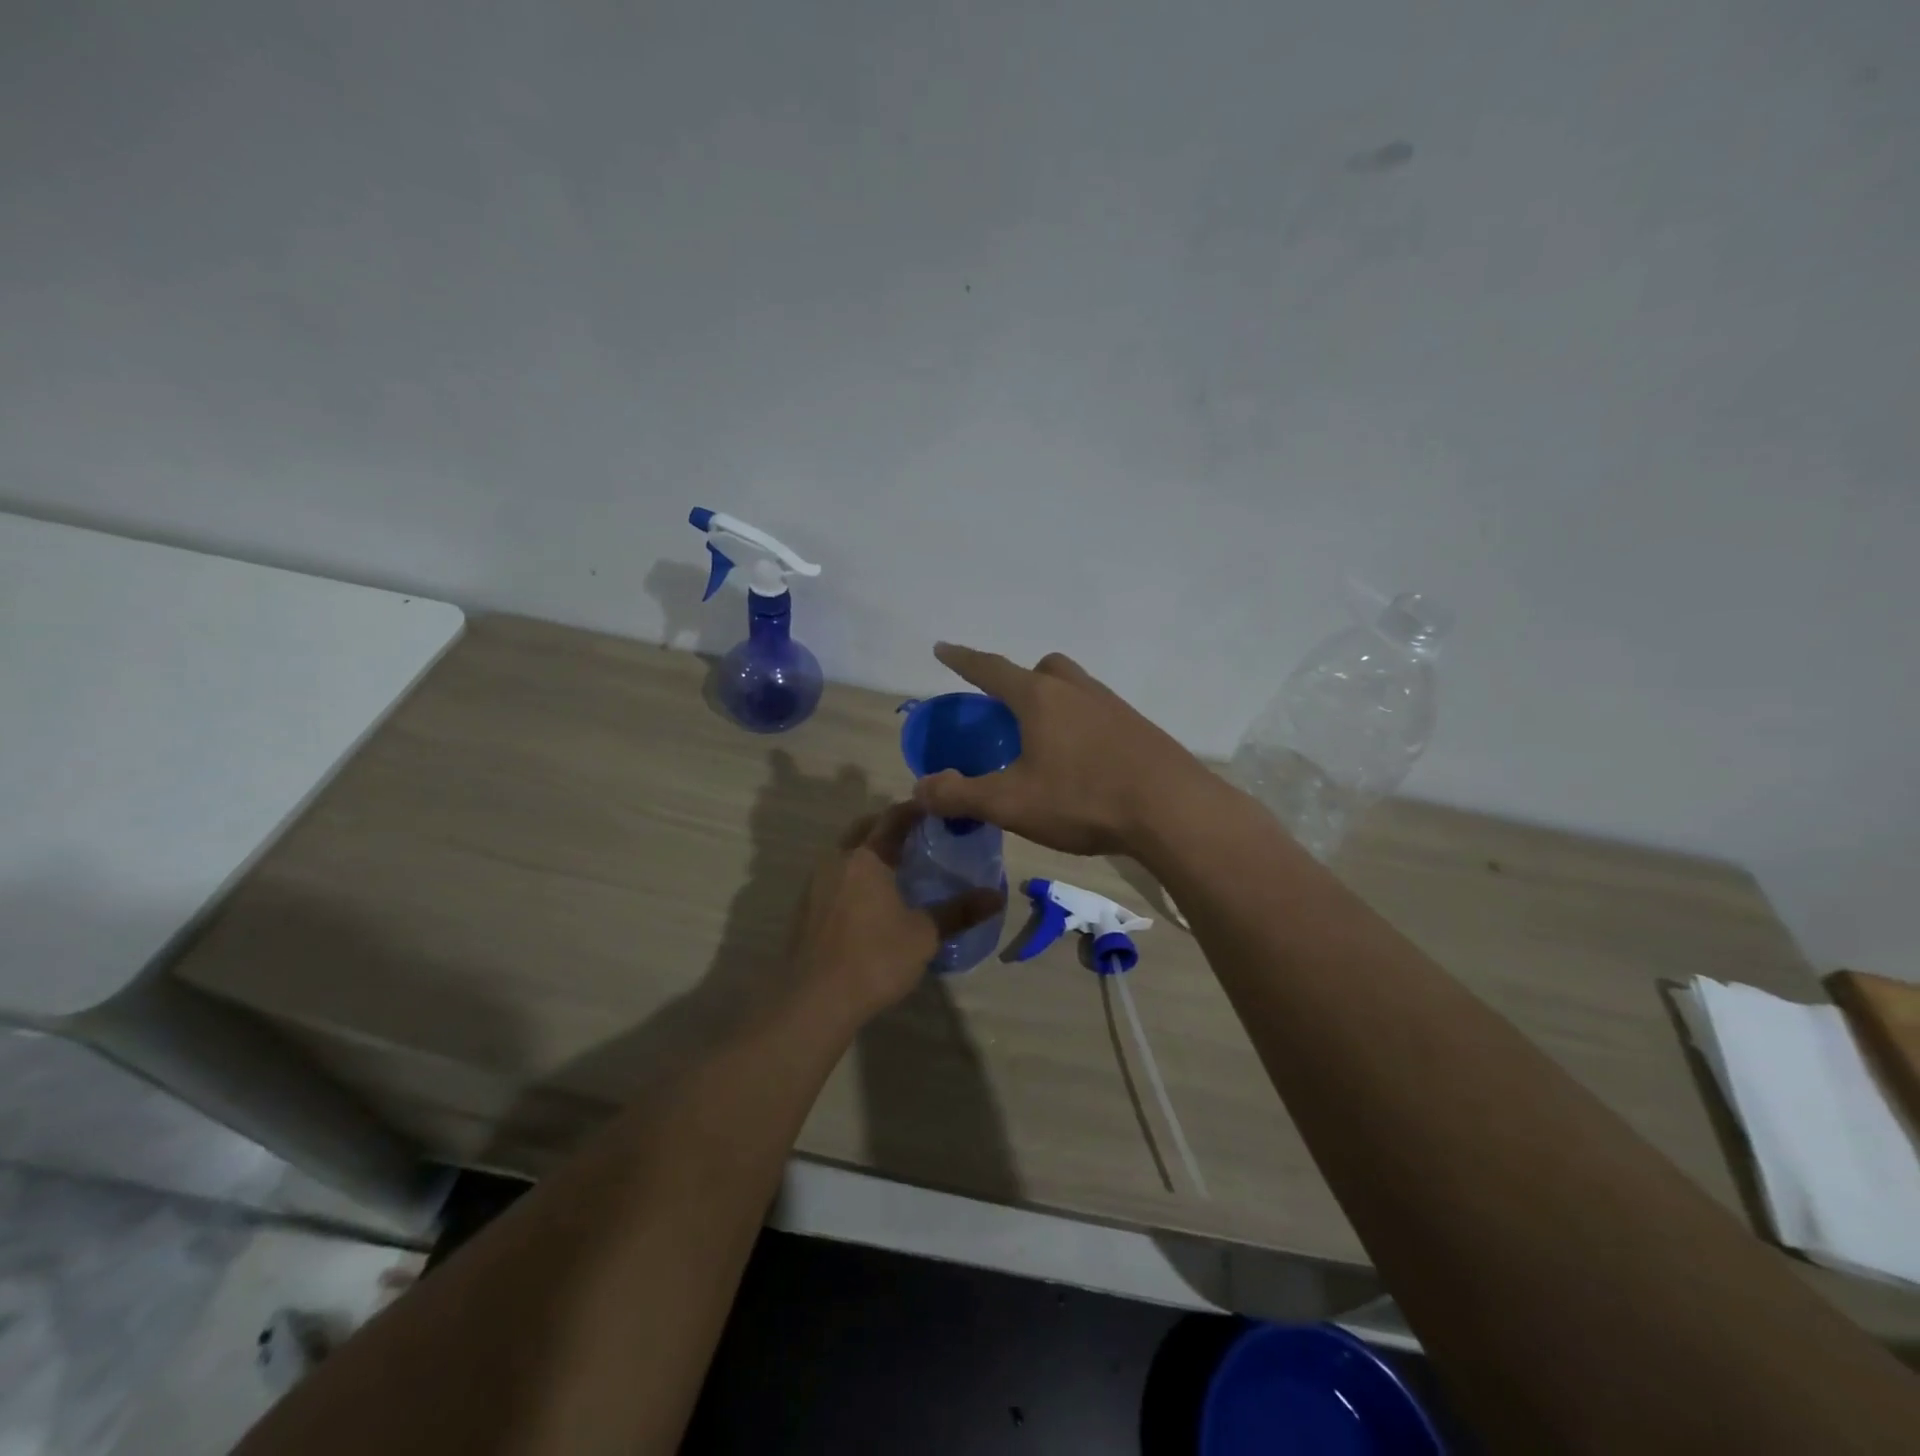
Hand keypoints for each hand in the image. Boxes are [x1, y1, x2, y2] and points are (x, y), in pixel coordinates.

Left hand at [791, 803, 1003, 1022]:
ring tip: (897, 865)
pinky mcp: (805, 907)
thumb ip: (959, 912)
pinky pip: (833, 875)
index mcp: (866, 857)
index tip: (938, 809)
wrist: (813, 1001)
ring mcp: (815, 883)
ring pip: (845, 851)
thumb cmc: (874, 960)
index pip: (893, 818)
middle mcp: (837, 860)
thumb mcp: (924, 936)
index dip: (916, 809)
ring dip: (869, 849)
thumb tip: (997, 896)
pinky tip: (869, 898)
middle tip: (919, 835)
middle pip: (864, 828)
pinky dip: (853, 873)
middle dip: (889, 825)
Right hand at [912, 643, 1212, 855]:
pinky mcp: (1139, 729)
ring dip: (1055, 703)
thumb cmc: (1083, 798)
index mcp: (1040, 698)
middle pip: (1043, 668)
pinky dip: (1082, 726)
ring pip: (1075, 688)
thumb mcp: (1011, 803)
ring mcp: (1113, 706)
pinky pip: (1100, 713)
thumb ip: (961, 795)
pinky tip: (1083, 763)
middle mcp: (1077, 691)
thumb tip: (920, 789)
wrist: (1172, 809)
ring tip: (1044, 742)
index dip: (963, 659)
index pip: (991, 669)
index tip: (943, 647)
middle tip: (1010, 711)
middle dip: (1021, 680)